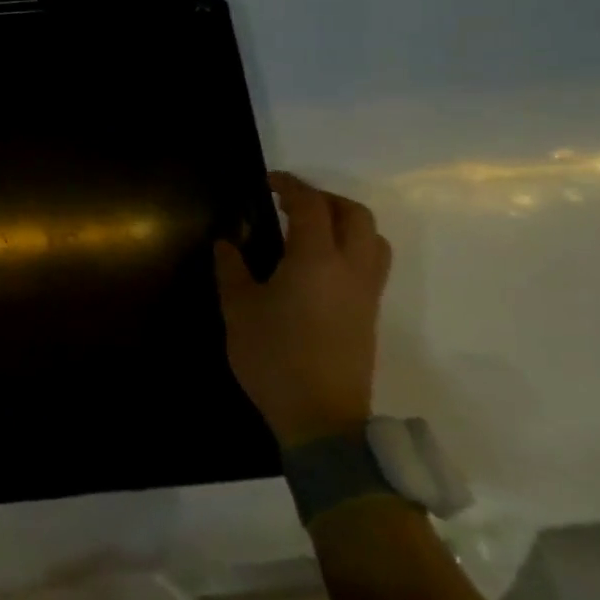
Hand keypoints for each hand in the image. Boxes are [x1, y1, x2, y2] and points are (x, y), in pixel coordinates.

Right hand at [215, 171, 390, 448]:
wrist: (321, 419)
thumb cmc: (274, 358)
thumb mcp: (238, 310)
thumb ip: (231, 269)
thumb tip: (227, 244)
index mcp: (315, 261)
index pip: (311, 206)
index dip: (290, 186)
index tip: (268, 181)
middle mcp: (350, 269)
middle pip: (354, 215)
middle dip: (324, 198)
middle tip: (290, 201)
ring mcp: (366, 293)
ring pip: (372, 239)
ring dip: (345, 221)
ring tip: (311, 227)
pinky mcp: (370, 314)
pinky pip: (372, 263)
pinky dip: (351, 246)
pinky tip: (319, 262)